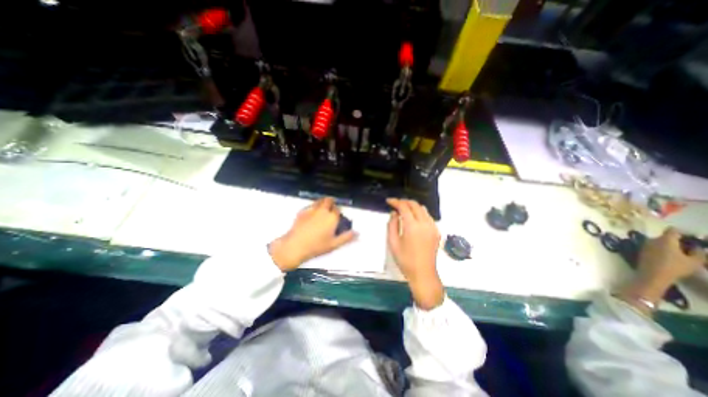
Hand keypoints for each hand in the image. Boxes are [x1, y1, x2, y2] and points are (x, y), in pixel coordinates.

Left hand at [268, 196, 356, 271]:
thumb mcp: (334, 244)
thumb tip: (358, 233)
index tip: (337, 216)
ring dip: (323, 202)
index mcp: (332, 217)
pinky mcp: (302, 211)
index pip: (338, 209)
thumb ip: (347, 237)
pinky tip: (311, 214)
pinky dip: (313, 207)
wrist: (295, 246)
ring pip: (319, 201)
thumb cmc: (317, 246)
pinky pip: (310, 205)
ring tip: (322, 210)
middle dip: (331, 203)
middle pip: (329, 201)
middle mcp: (323, 210)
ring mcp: (311, 210)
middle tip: (331, 210)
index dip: (338, 212)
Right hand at [386, 198, 440, 309]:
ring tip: (403, 209)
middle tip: (395, 204)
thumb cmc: (405, 260)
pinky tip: (413, 218)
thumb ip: (392, 225)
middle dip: (404, 202)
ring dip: (412, 206)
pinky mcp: (436, 231)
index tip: (388, 201)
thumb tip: (394, 213)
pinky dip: (419, 213)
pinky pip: (428, 216)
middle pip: (415, 205)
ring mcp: (432, 227)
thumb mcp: (393, 242)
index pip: (404, 207)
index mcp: (412, 226)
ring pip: (422, 209)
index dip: (395, 202)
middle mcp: (424, 223)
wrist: (423, 273)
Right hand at [621, 228, 704, 313]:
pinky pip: (661, 257)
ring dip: (661, 248)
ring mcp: (677, 266)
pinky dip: (655, 253)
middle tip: (658, 239)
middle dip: (672, 243)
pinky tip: (647, 253)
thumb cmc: (661, 260)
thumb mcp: (666, 244)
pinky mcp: (663, 268)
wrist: (649, 277)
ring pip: (670, 253)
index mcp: (698, 258)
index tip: (673, 234)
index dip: (687, 239)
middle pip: (683, 249)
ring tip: (650, 245)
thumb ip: (671, 235)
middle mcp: (691, 262)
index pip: (696, 245)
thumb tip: (673, 228)